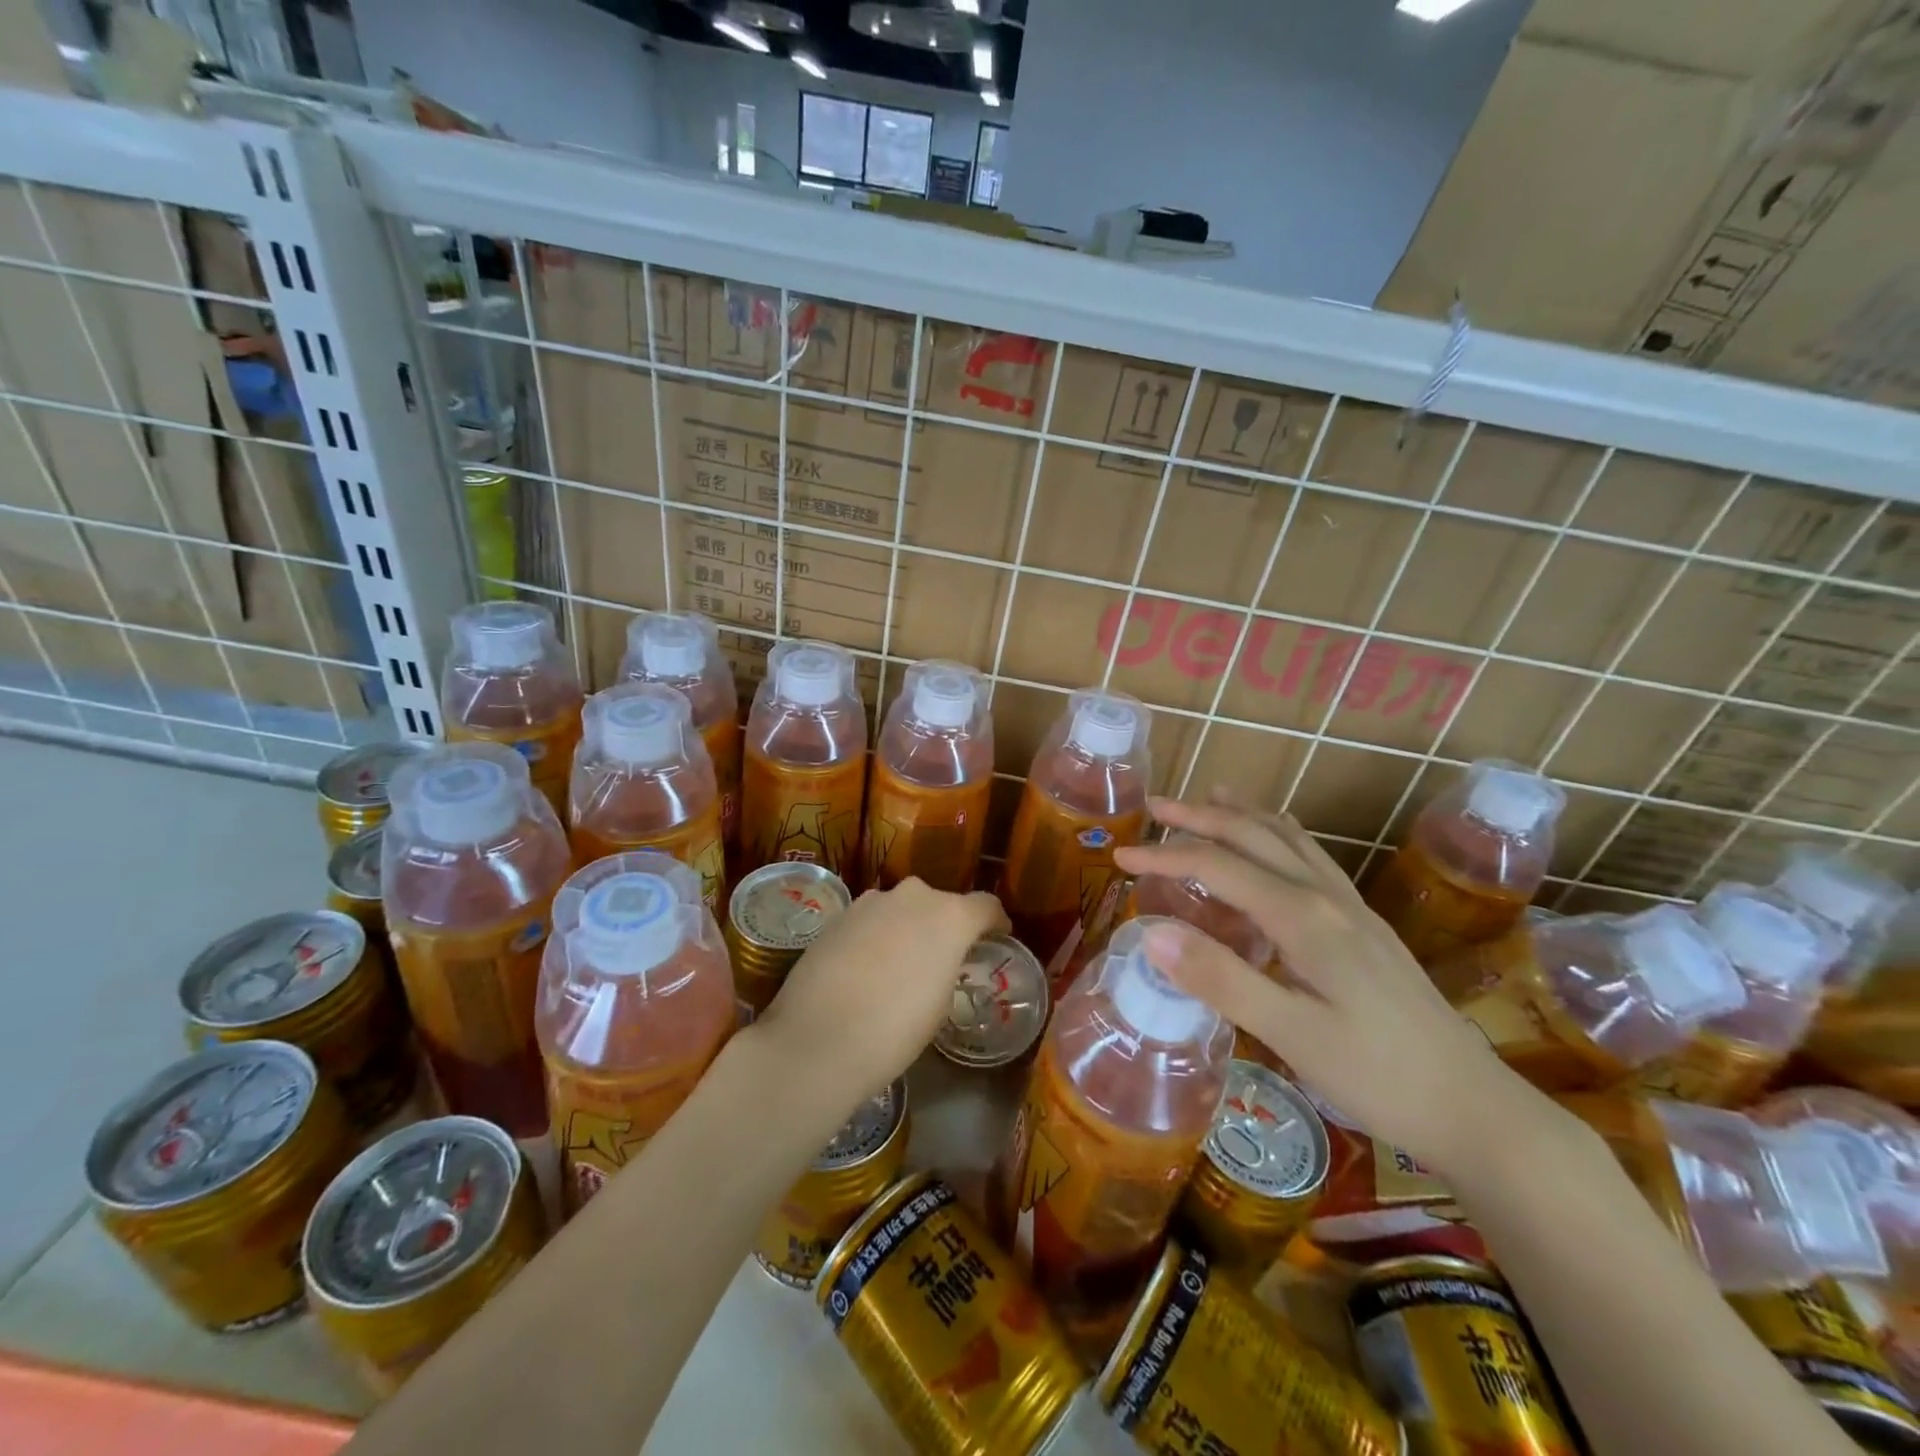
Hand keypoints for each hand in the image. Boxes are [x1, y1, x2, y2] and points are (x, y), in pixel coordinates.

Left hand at [753, 879, 1007, 1115]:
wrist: (819, 1038)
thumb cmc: (896, 1029)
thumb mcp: (940, 1004)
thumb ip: (947, 966)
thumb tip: (938, 960)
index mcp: (950, 916)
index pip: (986, 906)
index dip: (994, 923)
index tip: (996, 939)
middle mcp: (913, 896)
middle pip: (940, 902)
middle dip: (944, 924)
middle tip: (942, 957)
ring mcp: (871, 901)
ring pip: (901, 908)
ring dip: (906, 927)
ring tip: (899, 964)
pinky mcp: (838, 915)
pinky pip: (870, 919)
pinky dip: (875, 935)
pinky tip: (865, 968)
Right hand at [1113, 792, 1533, 1173]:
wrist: (1476, 1108)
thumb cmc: (1379, 1076)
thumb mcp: (1292, 1035)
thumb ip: (1221, 978)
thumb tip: (1152, 932)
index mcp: (1305, 918)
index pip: (1219, 867)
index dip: (1165, 858)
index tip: (1120, 857)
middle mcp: (1326, 897)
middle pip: (1254, 836)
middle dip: (1200, 817)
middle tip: (1154, 807)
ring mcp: (1351, 907)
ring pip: (1288, 839)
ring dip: (1242, 815)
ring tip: (1210, 798)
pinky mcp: (1364, 924)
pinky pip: (1311, 857)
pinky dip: (1278, 835)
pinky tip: (1276, 842)